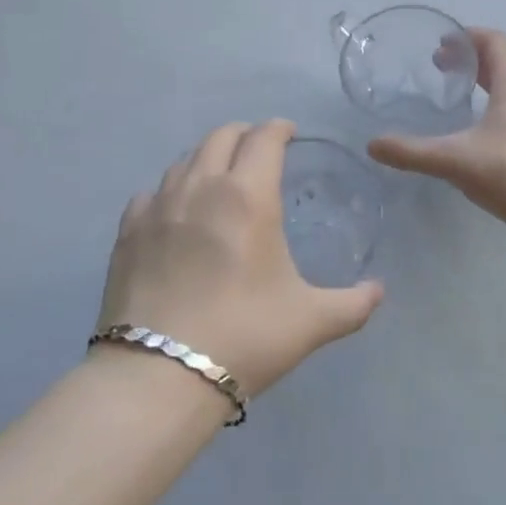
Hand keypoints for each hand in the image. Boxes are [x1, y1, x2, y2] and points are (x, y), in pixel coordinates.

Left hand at [97, 120, 383, 396]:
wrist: (159, 375)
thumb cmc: (244, 337)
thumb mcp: (311, 322)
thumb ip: (352, 303)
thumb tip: (379, 291)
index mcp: (248, 195)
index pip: (265, 138)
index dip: (280, 128)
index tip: (289, 133)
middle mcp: (202, 186)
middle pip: (222, 136)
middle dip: (245, 135)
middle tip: (259, 151)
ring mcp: (159, 206)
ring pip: (185, 159)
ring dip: (208, 158)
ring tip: (219, 179)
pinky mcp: (127, 232)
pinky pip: (151, 192)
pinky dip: (170, 190)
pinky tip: (175, 212)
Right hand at [367, 29, 505, 236]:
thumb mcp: (454, 159)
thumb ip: (411, 151)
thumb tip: (373, 145)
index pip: (494, 42)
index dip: (467, 36)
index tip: (440, 43)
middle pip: (501, 63)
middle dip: (469, 61)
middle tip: (438, 68)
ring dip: (483, 84)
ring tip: (454, 97)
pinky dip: (493, 107)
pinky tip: (475, 133)